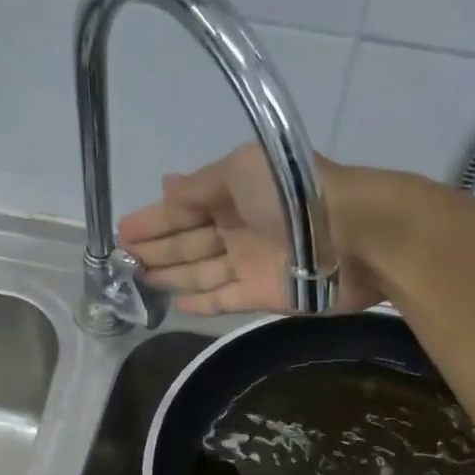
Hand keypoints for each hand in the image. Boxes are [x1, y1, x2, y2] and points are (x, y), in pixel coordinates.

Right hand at [116, 144, 385, 314]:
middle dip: (156, 248)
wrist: (353, 235)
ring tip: (138, 281)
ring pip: (201, 271)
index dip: (153, 219)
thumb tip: (167, 187)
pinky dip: (202, 303)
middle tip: (121, 261)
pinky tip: (176, 304)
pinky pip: (224, 300)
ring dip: (171, 275)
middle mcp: (239, 228)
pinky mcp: (263, 295)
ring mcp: (251, 263)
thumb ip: (201, 185)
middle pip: (189, 242)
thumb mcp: (241, 170)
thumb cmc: (293, 193)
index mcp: (234, 193)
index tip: (121, 231)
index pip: (183, 208)